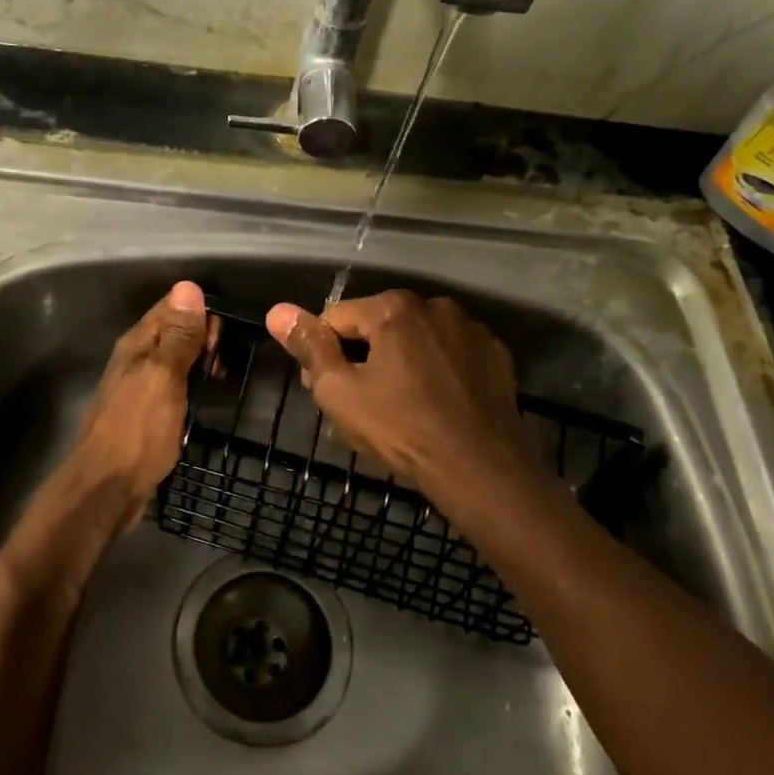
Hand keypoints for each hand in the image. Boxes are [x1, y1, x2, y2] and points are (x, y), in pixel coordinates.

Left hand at [66, 280, 216, 518]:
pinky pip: (173, 385)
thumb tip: (189, 287)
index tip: (226, 332)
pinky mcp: (144, 412)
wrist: (106, 489)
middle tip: (225, 361)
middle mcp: (134, 359)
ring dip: (199, 362)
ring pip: (174, 359)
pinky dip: (191, 385)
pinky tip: (204, 398)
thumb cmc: (137, 431)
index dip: (201, 311)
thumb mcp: (163, 378)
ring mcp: (138, 387)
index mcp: (137, 344)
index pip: (171, 307)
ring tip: (222, 377)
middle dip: (203, 337)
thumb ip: (178, 336)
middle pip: (173, 332)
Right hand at [265, 291, 535, 509]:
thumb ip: (309, 346)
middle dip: (360, 356)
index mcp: (393, 308)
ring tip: (398, 407)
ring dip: (400, 361)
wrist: (481, 468)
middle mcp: (435, 306)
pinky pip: (450, 355)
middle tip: (358, 403)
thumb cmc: (401, 429)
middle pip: (378, 325)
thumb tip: (277, 311)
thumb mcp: (340, 392)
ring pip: (416, 339)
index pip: (335, 318)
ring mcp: (471, 329)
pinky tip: (434, 404)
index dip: (320, 354)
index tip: (320, 390)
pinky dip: (437, 371)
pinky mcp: (496, 355)